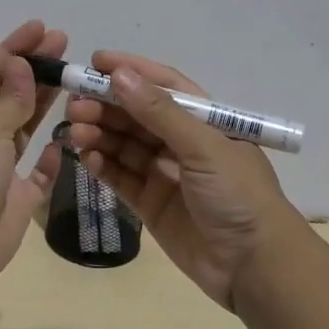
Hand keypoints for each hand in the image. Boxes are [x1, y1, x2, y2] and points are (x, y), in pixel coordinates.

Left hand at [0, 19, 67, 294]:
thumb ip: (8, 99)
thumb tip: (20, 64)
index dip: (14, 49)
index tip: (42, 28)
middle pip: (9, 96)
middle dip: (34, 70)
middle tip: (65, 44)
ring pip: (24, 129)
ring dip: (44, 104)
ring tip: (72, 79)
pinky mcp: (18, 198)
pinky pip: (39, 172)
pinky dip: (52, 158)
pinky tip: (65, 141)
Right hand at [64, 51, 297, 311]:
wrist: (254, 266)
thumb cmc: (238, 195)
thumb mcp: (203, 146)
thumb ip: (160, 112)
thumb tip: (120, 75)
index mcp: (204, 120)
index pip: (163, 86)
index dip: (130, 71)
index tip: (95, 62)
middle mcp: (183, 142)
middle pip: (137, 115)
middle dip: (106, 106)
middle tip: (74, 105)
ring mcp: (165, 173)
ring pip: (124, 145)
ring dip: (99, 134)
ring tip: (74, 132)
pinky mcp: (151, 204)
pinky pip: (121, 177)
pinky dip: (103, 166)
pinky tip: (85, 158)